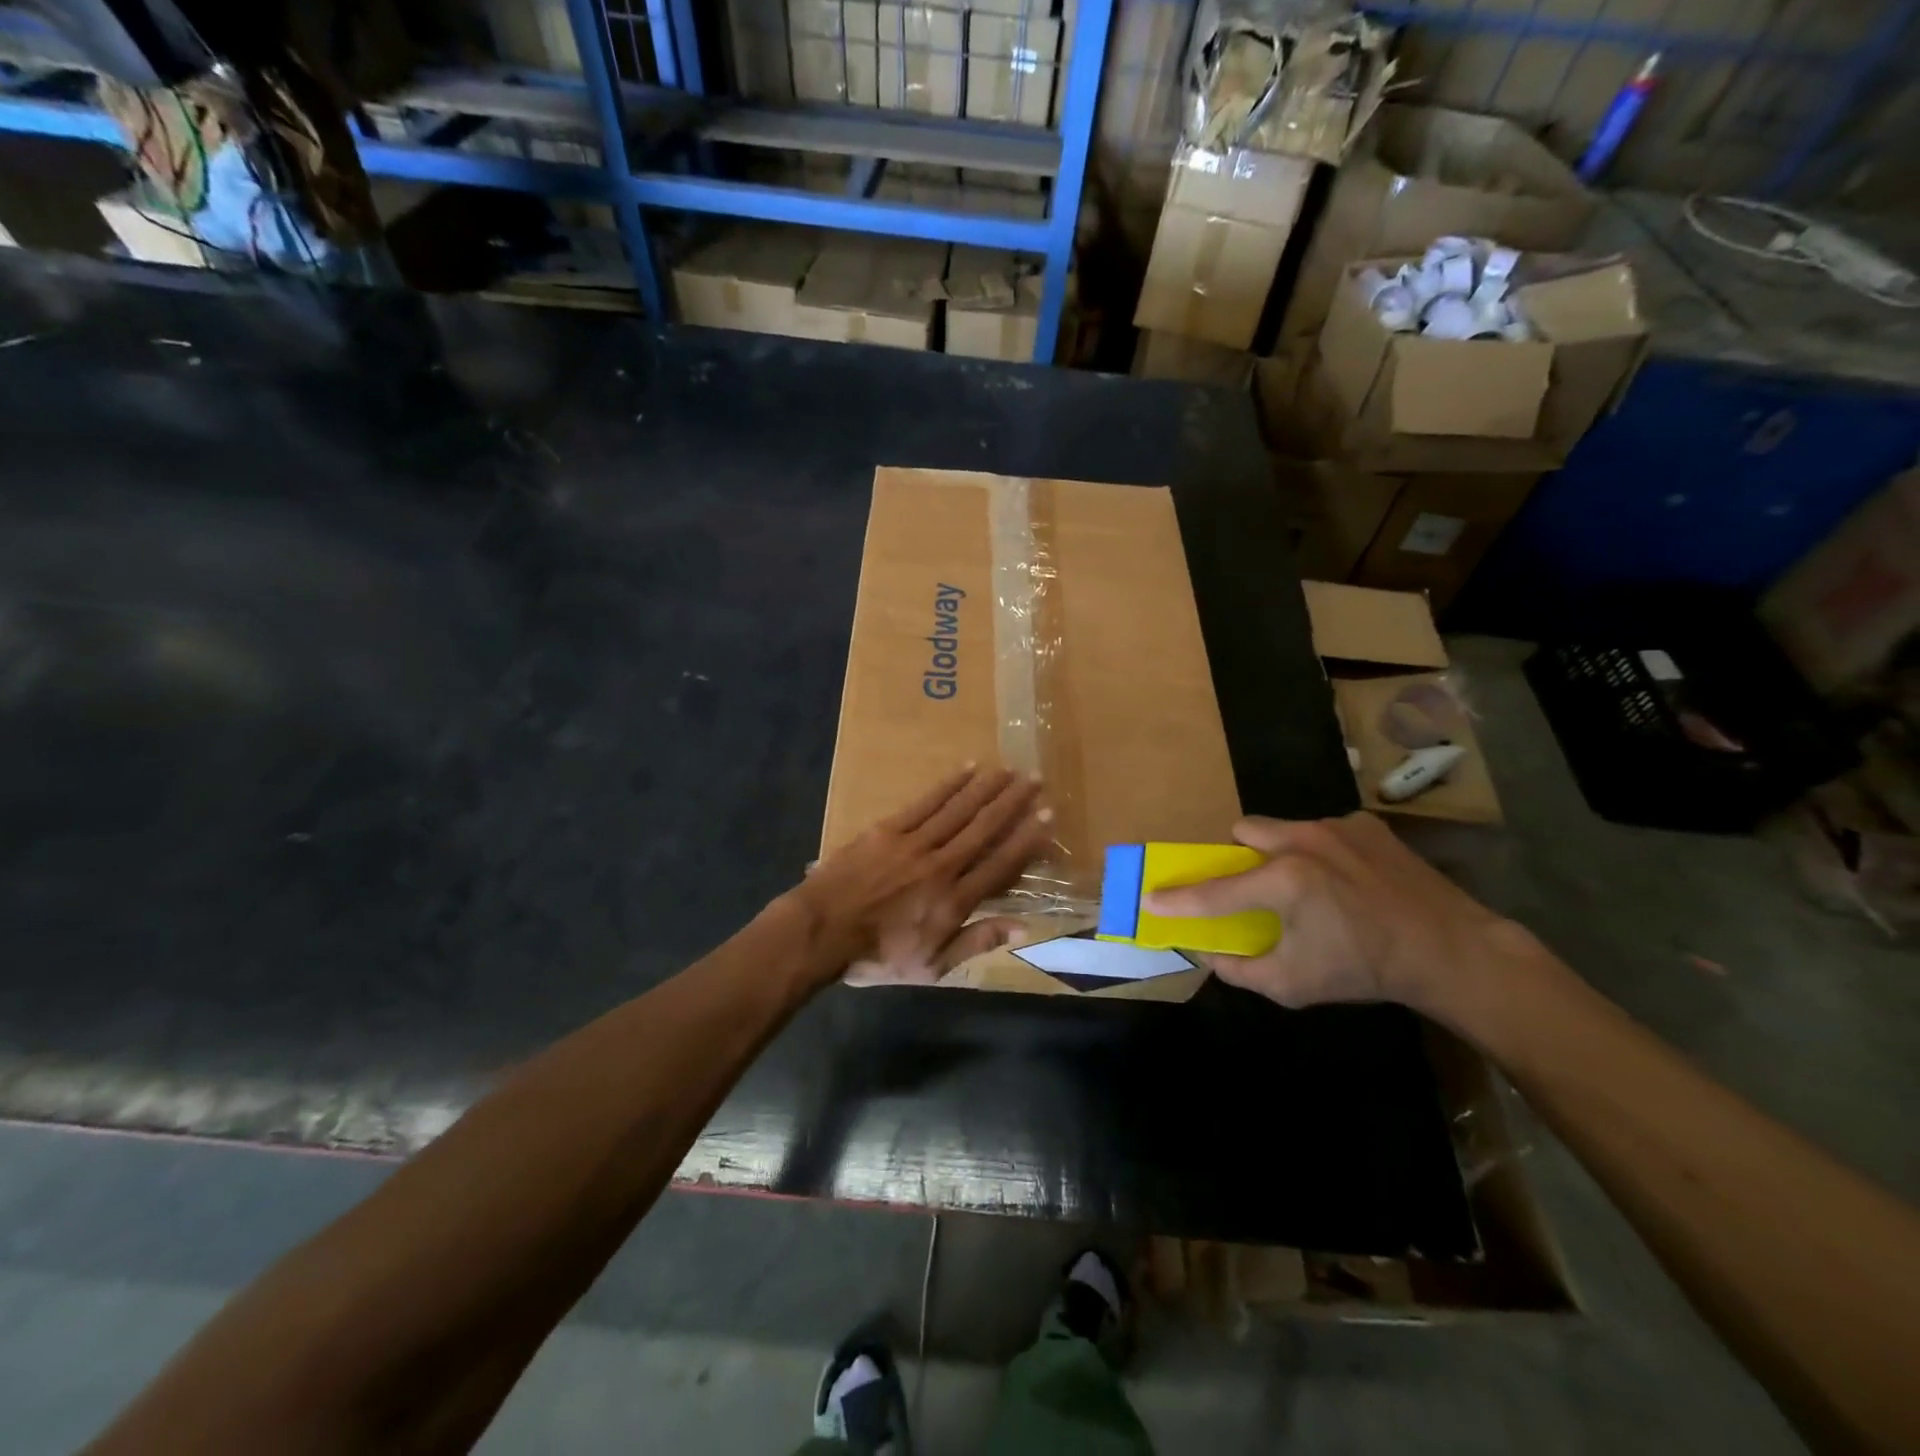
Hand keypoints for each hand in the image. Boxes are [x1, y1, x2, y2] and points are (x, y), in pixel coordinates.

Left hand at [786, 766, 1052, 986]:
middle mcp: (942, 865)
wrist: (821, 931)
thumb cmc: (877, 955)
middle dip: (1013, 803)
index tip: (1047, 816)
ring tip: (1009, 770)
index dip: (1027, 839)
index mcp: (954, 900)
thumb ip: (977, 941)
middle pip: (984, 828)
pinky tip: (966, 769)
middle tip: (1035, 779)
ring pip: (959, 809)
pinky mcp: (888, 829)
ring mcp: (914, 843)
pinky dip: (948, 785)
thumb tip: (1023, 927)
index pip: (1000, 863)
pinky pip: (925, 802)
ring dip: (986, 788)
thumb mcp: (932, 965)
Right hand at [1143, 812, 1534, 1020]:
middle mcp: (1302, 841)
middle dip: (1239, 857)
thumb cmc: (1365, 970)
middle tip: (1255, 887)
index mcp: (1284, 882)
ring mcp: (1336, 827)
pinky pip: (1322, 830)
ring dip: (1279, 852)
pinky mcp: (1365, 824)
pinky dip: (1321, 852)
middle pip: (1243, 831)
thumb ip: (1241, 969)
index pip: (1215, 892)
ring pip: (1282, 827)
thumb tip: (1208, 954)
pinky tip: (1348, 880)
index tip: (1150, 898)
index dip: (1178, 899)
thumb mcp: (1294, 984)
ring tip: (1308, 885)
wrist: (1450, 950)